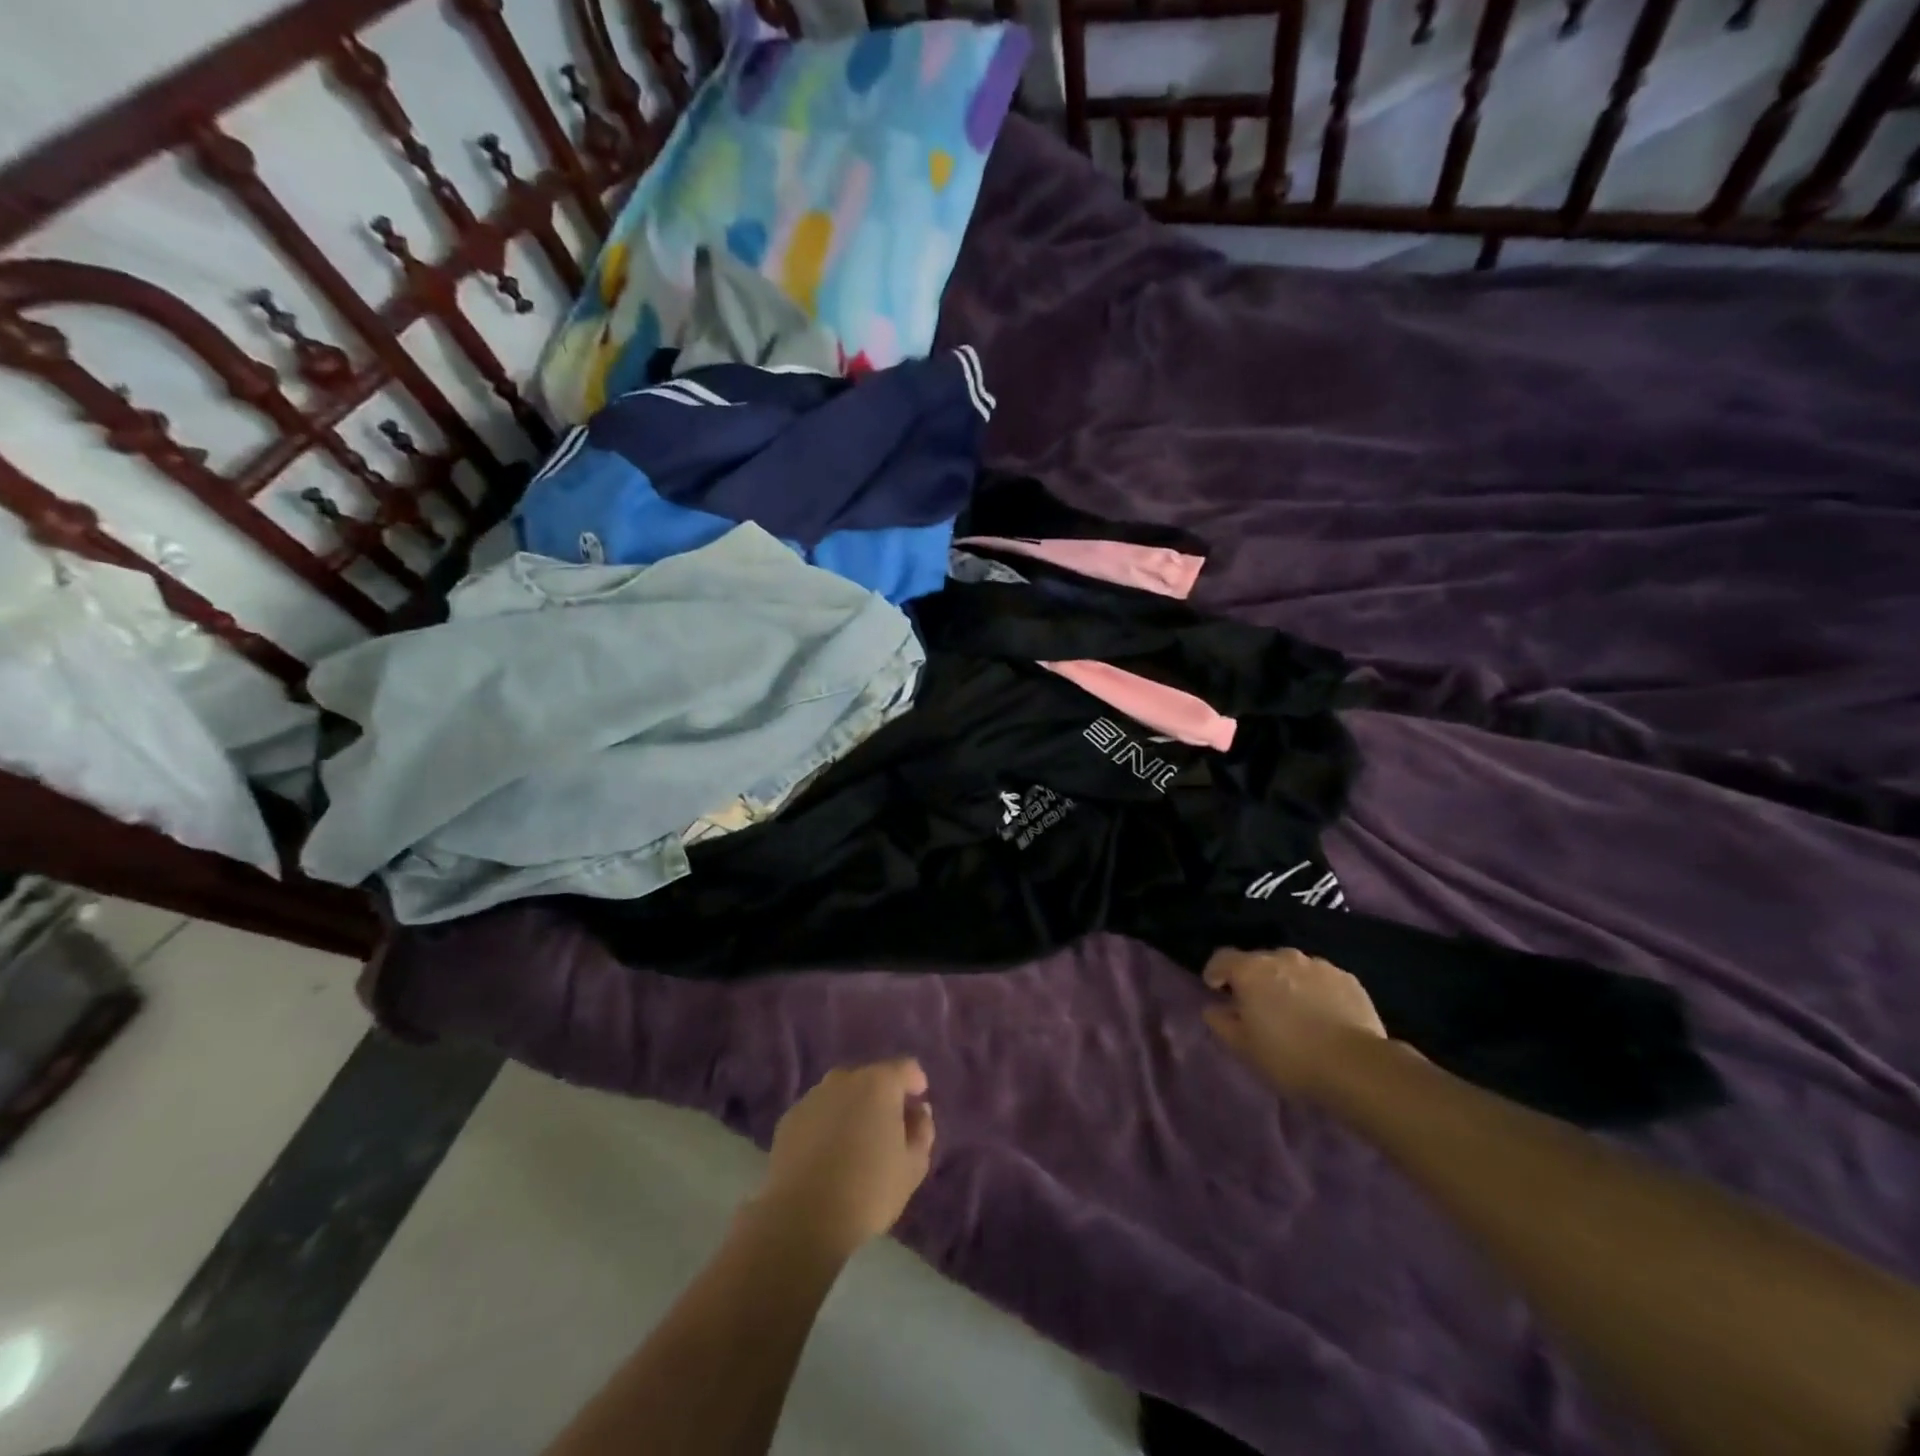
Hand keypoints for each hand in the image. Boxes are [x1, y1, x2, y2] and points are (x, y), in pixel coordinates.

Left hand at [754, 1059, 935, 1257]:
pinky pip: (817, 1114)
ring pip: (840, 1095)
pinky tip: (826, 1156)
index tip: (917, 1101)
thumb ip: (922, 1131)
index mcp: (879, 1083)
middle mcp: (844, 1079)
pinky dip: (825, 1125)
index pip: (906, 1068)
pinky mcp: (788, 1119)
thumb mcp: (913, 1166)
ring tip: (854, 1144)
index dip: (915, 1082)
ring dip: (851, 1109)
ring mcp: (812, 1097)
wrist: (803, 1219)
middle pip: (870, 1079)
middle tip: (886, 1129)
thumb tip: (918, 1111)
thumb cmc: (869, 1190)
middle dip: (881, 1097)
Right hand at [1203, 948, 1387, 1095]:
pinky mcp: (1347, 979)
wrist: (1356, 1066)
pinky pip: (1321, 979)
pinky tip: (1324, 1016)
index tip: (1216, 989)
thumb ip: (1221, 1023)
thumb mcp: (1244, 1048)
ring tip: (1295, 1012)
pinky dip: (1316, 991)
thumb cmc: (1289, 1057)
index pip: (1222, 958)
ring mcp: (1318, 965)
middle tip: (1258, 1008)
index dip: (1215, 972)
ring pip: (1292, 969)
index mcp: (1251, 970)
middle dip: (1254, 979)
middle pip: (1259, 961)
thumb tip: (1214, 1008)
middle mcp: (1282, 957)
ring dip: (1286, 983)